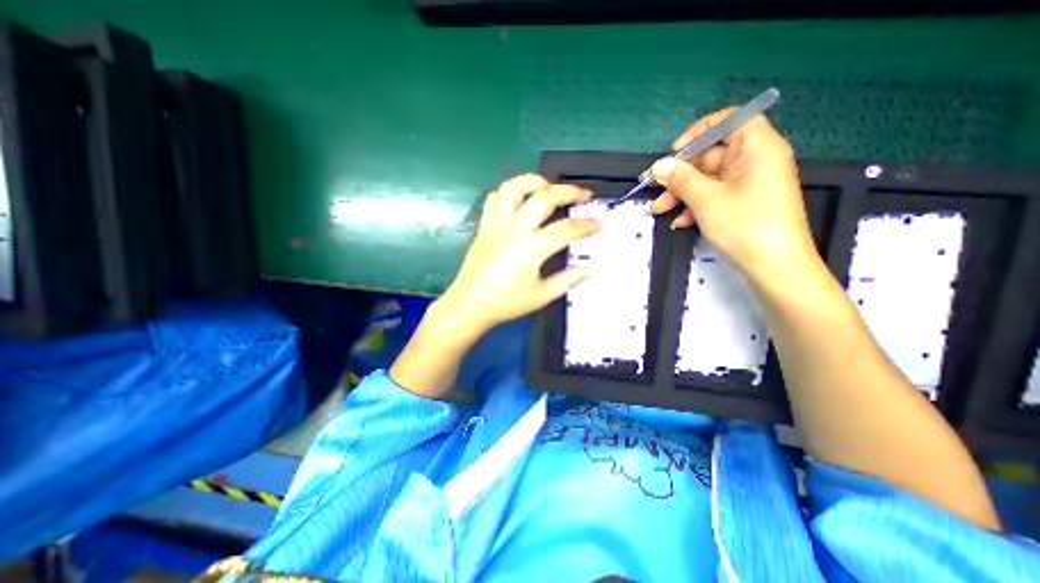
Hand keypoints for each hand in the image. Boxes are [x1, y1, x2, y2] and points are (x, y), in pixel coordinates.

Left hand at [437, 173, 600, 333]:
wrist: (469, 304)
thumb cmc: (505, 303)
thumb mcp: (541, 297)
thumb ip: (568, 280)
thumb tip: (591, 268)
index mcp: (531, 249)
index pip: (566, 229)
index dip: (587, 225)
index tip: (599, 224)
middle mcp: (514, 230)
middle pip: (544, 197)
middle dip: (569, 191)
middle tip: (583, 196)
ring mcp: (497, 224)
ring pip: (515, 187)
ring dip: (536, 181)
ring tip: (549, 188)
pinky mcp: (484, 225)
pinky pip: (495, 198)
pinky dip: (510, 191)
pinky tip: (520, 198)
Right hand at [652, 110, 816, 284]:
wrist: (774, 267)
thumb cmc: (745, 225)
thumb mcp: (706, 199)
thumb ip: (681, 178)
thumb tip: (659, 165)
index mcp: (756, 148)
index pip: (730, 120)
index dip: (699, 132)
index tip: (675, 152)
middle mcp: (755, 161)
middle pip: (711, 156)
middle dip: (680, 175)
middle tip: (655, 190)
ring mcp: (749, 184)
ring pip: (708, 180)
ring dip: (681, 194)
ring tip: (658, 210)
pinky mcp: (743, 203)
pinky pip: (715, 196)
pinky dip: (695, 206)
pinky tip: (679, 222)